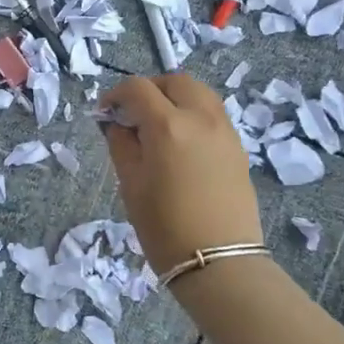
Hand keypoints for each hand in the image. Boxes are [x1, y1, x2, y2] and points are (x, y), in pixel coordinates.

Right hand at [99, 73, 262, 275]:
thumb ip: (121, 145)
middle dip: (150, 89)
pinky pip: (213, 113)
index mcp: (168, 126)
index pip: (138, 88)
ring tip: (159, 123)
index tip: (105, 112)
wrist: (219, 263)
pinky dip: (193, 113)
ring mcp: (224, 130)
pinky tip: (181, 141)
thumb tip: (117, 124)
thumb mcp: (131, 185)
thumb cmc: (164, 227)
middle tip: (133, 113)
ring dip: (175, 97)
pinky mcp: (238, 147)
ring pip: (199, 92)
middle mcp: (200, 117)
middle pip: (174, 80)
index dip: (116, 94)